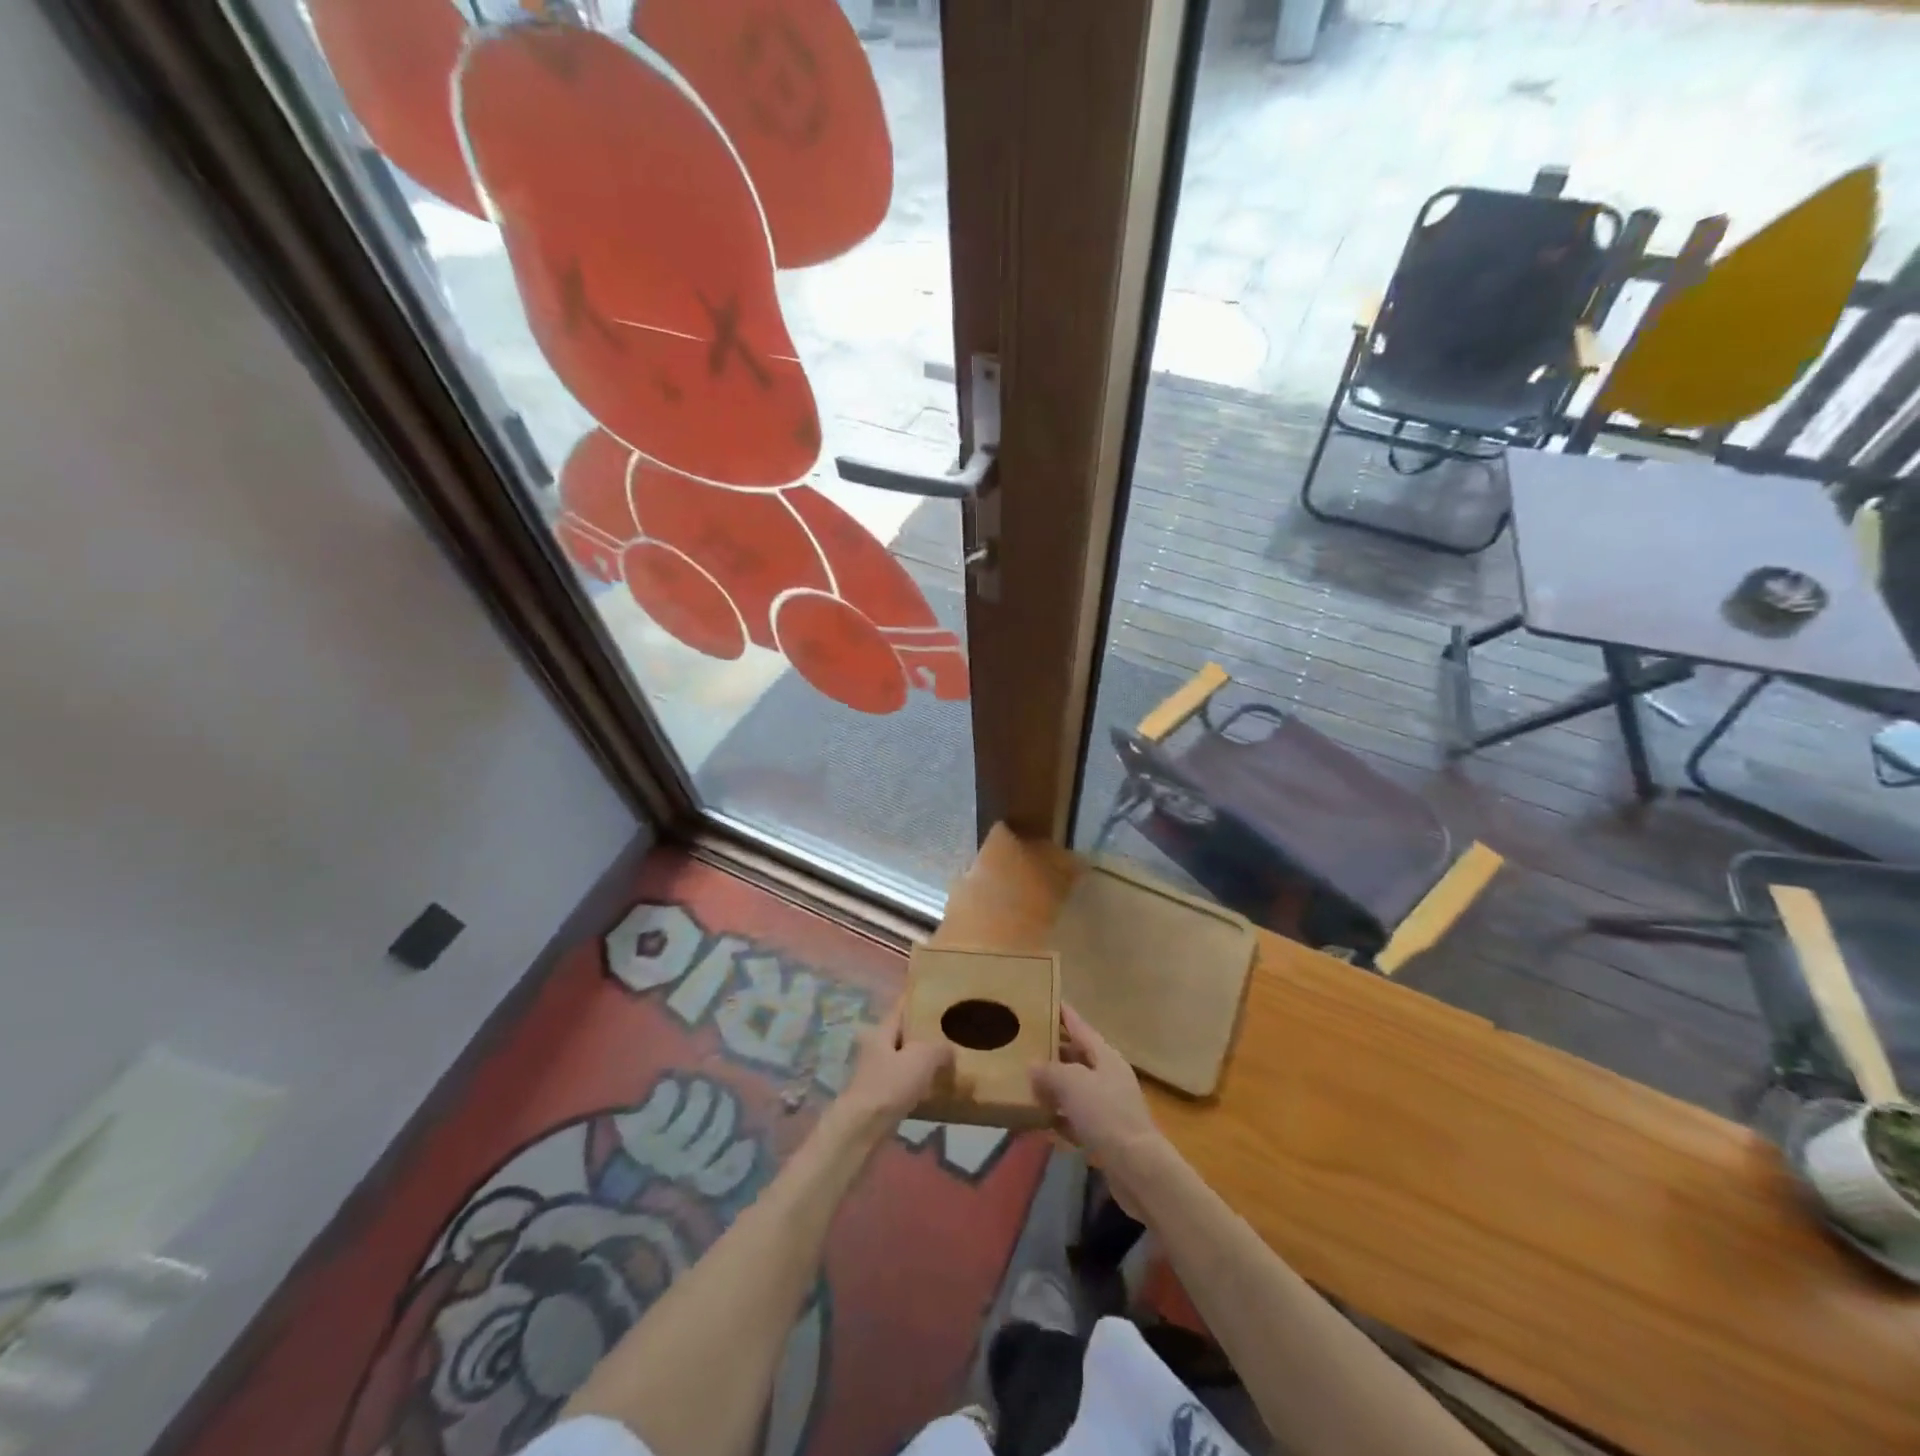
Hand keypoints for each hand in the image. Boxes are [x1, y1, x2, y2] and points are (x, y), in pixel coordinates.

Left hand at [833, 1003, 952, 1134]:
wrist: (863, 1128)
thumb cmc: (889, 1085)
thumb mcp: (921, 1059)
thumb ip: (939, 1048)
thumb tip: (950, 1049)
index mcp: (882, 1030)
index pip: (901, 1007)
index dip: (917, 999)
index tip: (937, 993)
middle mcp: (876, 1047)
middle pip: (903, 1033)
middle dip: (924, 1031)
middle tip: (950, 1029)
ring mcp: (876, 1072)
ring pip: (904, 1058)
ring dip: (922, 1058)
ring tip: (948, 1058)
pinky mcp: (880, 1095)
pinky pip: (904, 1081)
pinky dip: (919, 1081)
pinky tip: (936, 1085)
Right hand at [1032, 1005, 1167, 1206]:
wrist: (1137, 1168)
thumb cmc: (1105, 1114)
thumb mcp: (1071, 1083)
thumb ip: (1049, 1071)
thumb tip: (1032, 1066)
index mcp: (1105, 1056)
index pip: (1080, 1026)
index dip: (1063, 1014)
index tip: (1046, 1000)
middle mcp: (1109, 1076)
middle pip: (1077, 1057)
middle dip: (1053, 1052)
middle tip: (1025, 1046)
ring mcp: (1109, 1105)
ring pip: (1076, 1089)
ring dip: (1054, 1088)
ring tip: (1026, 1084)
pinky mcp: (1106, 1133)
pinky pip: (1077, 1118)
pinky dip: (1061, 1118)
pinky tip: (1042, 1123)